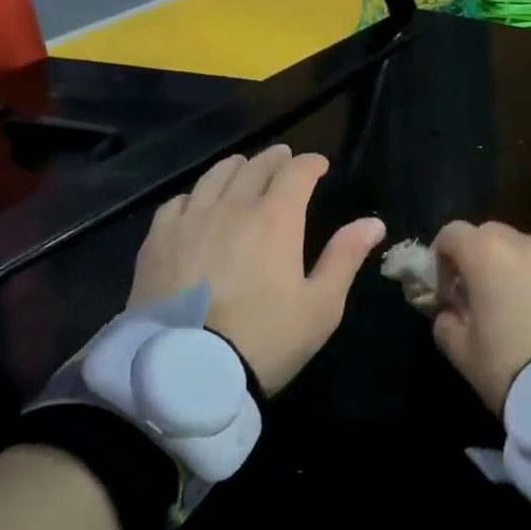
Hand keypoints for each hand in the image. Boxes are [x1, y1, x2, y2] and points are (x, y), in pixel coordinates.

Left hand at [129, 146, 384, 394]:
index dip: (311, 164)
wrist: (187, 371)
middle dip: (275, 159)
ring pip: (215, 176)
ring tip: (244, 168)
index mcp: (276, 218)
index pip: (297, 172)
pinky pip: (178, 202)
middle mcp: (232, 207)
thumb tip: (373, 222)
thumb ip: (345, 257)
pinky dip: (196, 194)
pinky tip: (198, 203)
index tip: (320, 165)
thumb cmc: (266, 339)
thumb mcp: (321, 305)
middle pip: (255, 167)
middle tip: (285, 158)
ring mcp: (190, 220)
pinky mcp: (157, 240)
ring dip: (236, 168)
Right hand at [429, 221, 530, 415]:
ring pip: (528, 250)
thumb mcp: (461, 352)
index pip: (453, 232)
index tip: (445, 288)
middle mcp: (524, 246)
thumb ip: (446, 323)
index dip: (442, 256)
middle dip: (479, 255)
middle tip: (478, 293)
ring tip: (518, 306)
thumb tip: (451, 313)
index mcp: (486, 256)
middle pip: (492, 234)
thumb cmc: (507, 366)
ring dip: (515, 268)